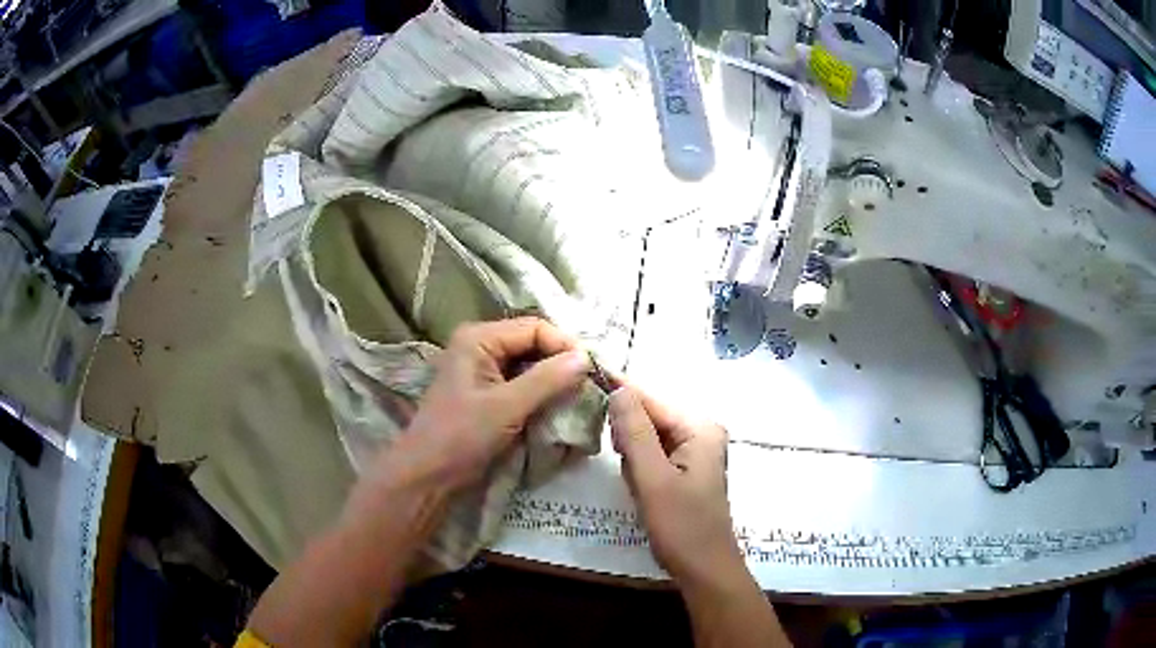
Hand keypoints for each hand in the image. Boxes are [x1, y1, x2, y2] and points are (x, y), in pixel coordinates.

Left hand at [371, 317, 591, 496]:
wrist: (428, 475)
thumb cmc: (461, 437)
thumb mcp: (506, 407)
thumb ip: (547, 380)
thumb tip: (586, 357)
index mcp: (479, 338)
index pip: (535, 328)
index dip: (565, 346)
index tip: (593, 371)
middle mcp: (481, 346)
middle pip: (534, 344)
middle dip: (562, 363)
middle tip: (590, 385)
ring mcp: (484, 369)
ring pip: (531, 365)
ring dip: (554, 380)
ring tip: (579, 397)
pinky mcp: (488, 393)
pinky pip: (523, 383)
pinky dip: (542, 393)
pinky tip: (559, 407)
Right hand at [609, 387, 741, 588]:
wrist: (704, 569)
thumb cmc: (681, 526)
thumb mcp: (653, 479)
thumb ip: (635, 432)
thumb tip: (618, 390)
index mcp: (700, 428)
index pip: (652, 400)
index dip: (620, 390)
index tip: (587, 372)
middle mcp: (701, 432)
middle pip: (650, 416)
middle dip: (628, 435)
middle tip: (620, 460)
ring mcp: (695, 451)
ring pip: (649, 437)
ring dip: (633, 454)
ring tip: (635, 481)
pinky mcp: (686, 469)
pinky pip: (654, 454)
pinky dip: (640, 466)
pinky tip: (641, 486)